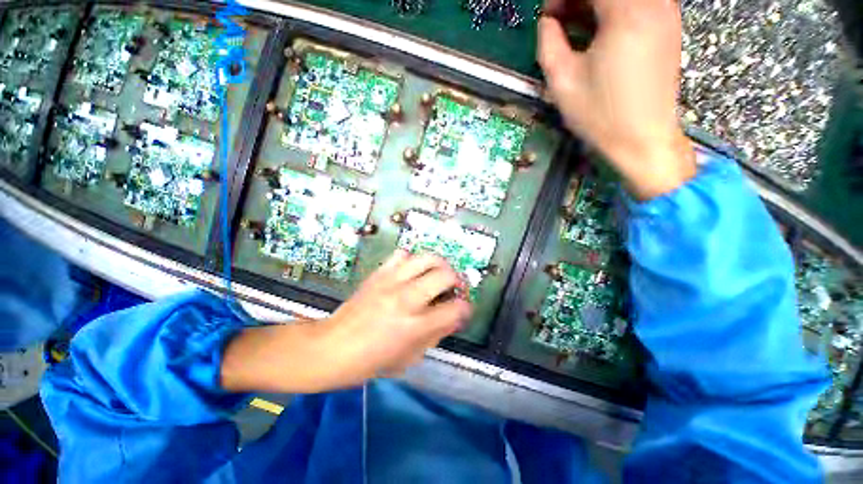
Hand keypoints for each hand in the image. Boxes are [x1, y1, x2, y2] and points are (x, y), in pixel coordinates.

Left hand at [221, 250, 471, 392]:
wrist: (332, 347)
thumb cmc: (372, 361)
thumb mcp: (411, 357)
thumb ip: (437, 334)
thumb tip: (455, 316)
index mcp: (415, 326)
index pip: (456, 309)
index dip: (466, 308)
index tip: (463, 309)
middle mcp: (406, 299)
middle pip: (445, 275)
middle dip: (457, 281)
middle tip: (453, 289)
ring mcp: (391, 282)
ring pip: (427, 258)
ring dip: (439, 265)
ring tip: (437, 274)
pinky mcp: (379, 273)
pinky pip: (403, 254)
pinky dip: (413, 261)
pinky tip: (411, 271)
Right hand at [539, 0, 696, 199]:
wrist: (643, 140)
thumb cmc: (601, 115)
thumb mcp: (563, 81)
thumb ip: (549, 42)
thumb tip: (548, 21)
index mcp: (627, 12)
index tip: (548, 14)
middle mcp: (653, 3)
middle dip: (577, 0)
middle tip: (557, 20)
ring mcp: (665, 14)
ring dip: (594, 6)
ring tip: (574, 27)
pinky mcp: (668, 28)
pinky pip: (637, 5)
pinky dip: (612, 12)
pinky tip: (596, 33)